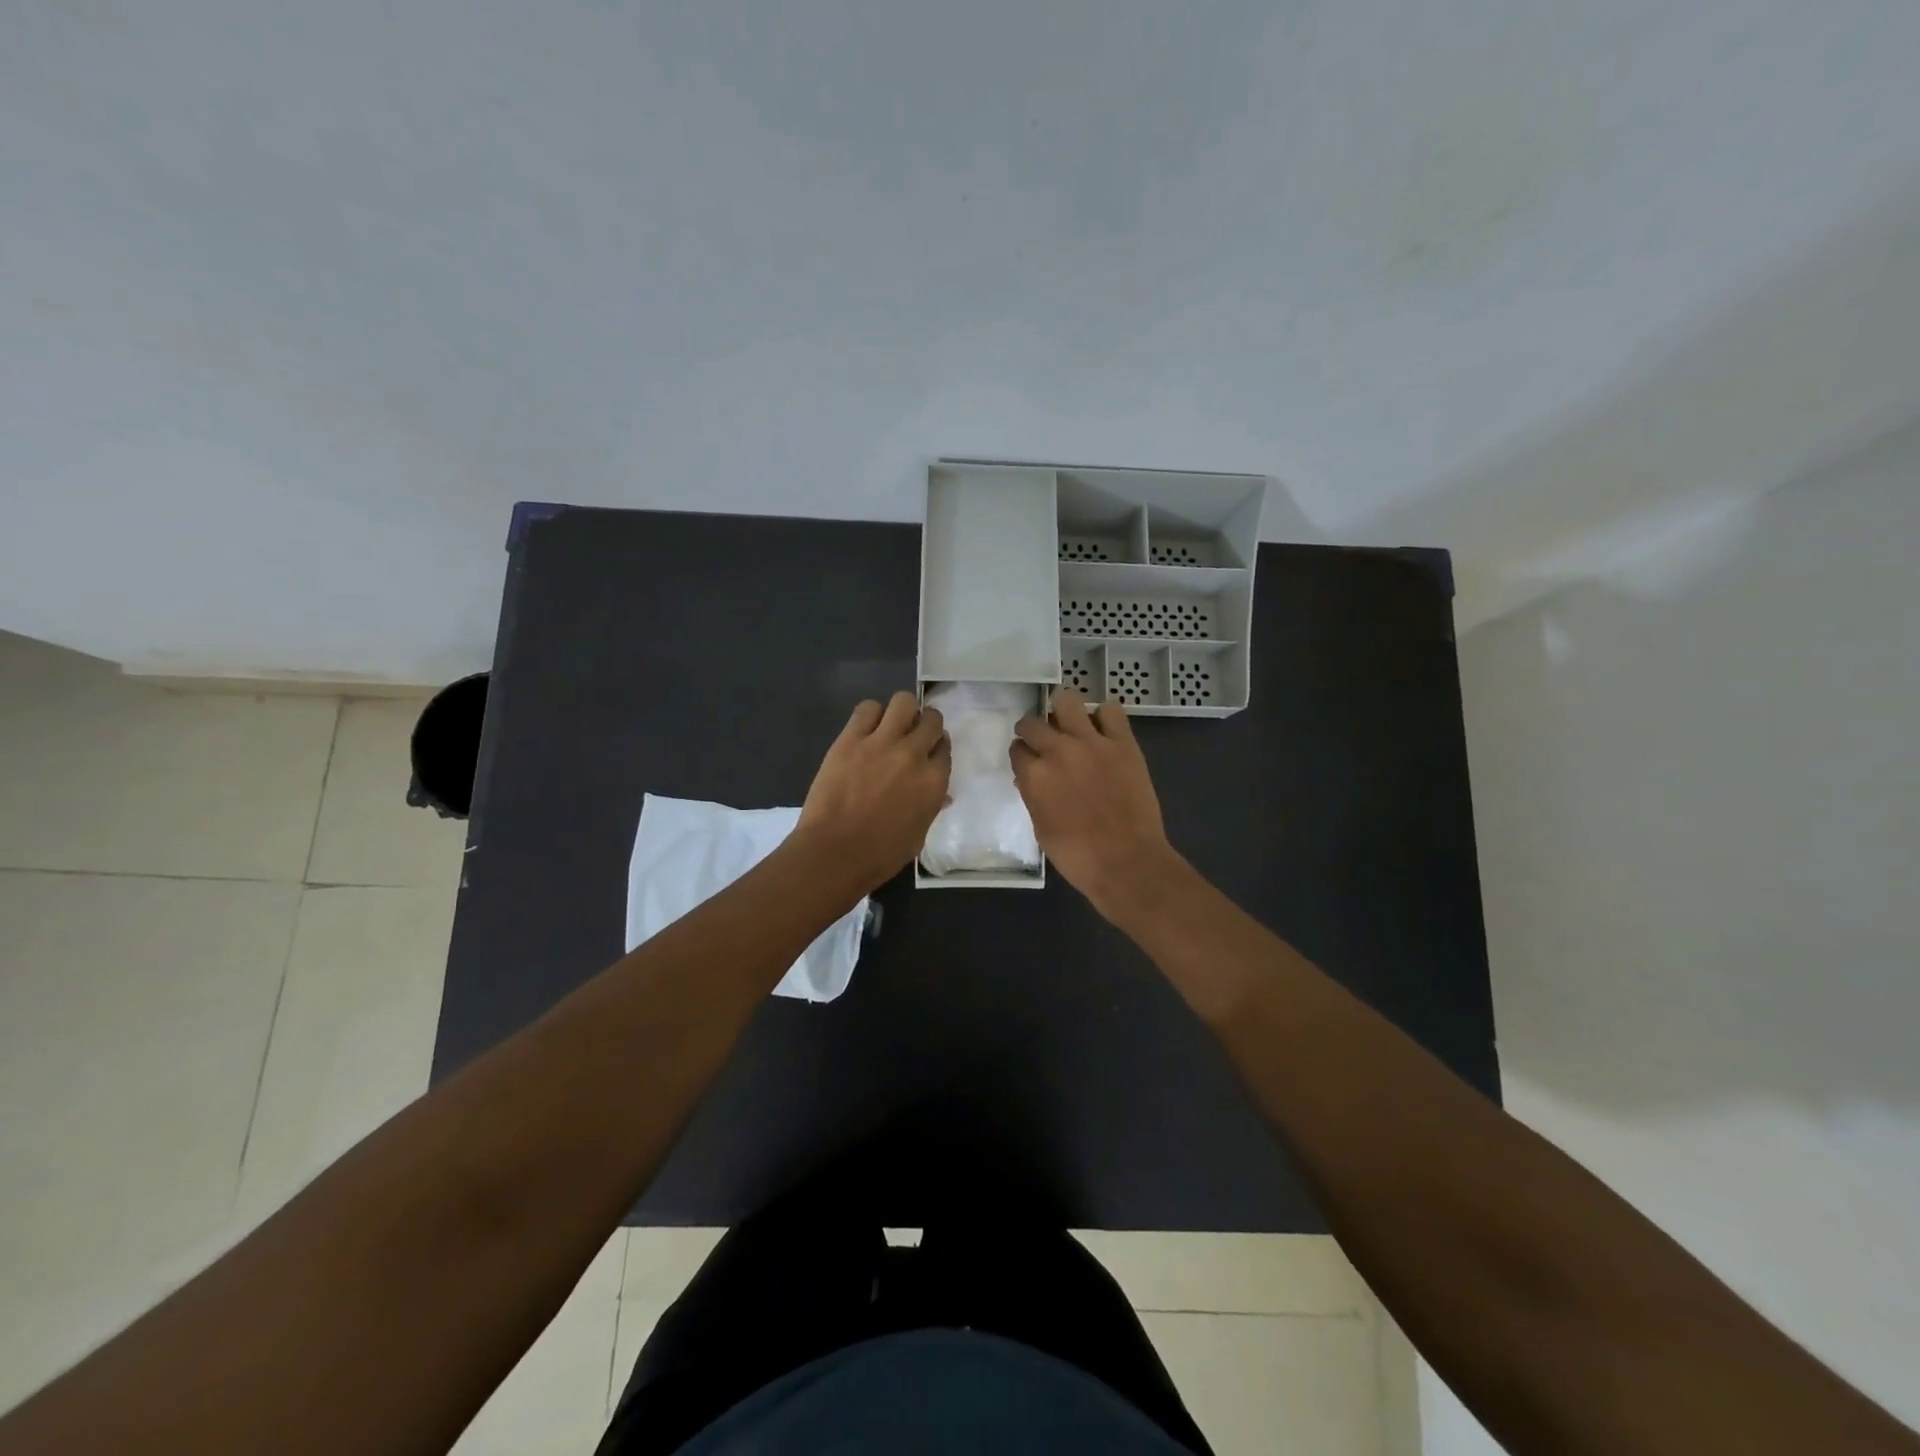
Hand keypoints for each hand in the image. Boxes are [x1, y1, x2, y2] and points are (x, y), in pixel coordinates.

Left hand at [797, 692, 951, 891]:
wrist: (834, 853)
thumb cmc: (880, 855)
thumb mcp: (918, 835)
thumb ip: (930, 807)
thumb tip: (939, 794)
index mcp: (934, 782)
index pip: (945, 748)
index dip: (937, 747)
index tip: (929, 751)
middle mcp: (913, 755)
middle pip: (931, 720)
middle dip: (925, 724)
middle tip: (912, 734)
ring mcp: (881, 743)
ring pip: (903, 702)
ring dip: (902, 711)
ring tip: (891, 725)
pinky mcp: (851, 738)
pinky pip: (867, 708)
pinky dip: (871, 714)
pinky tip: (866, 728)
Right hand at [1009, 688, 1180, 918]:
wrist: (1127, 862)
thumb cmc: (1077, 856)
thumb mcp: (1041, 828)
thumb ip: (1034, 796)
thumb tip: (1033, 780)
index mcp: (1034, 775)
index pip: (1017, 749)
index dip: (1021, 754)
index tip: (1027, 759)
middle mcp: (1058, 751)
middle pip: (1033, 723)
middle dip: (1033, 730)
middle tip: (1043, 741)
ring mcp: (1092, 743)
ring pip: (1068, 701)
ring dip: (1064, 711)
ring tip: (1070, 724)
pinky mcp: (1123, 743)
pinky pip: (1112, 710)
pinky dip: (1104, 715)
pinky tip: (1104, 729)